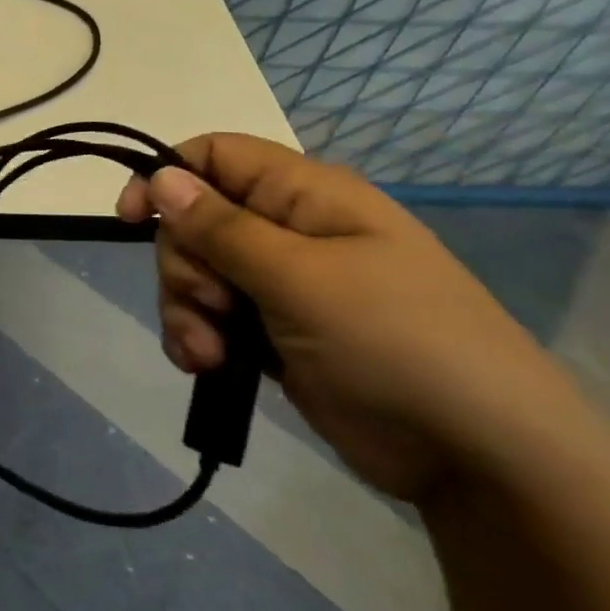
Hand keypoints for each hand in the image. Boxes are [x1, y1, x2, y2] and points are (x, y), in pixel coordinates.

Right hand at [117, 133, 593, 501]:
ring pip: (196, 274)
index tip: (131, 220)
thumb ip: (222, 227)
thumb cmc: (395, 343)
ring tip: (211, 354)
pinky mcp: (274, 331)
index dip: (166, 177)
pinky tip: (210, 366)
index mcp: (305, 196)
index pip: (216, 156)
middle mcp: (288, 231)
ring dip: (186, 310)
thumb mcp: (300, 278)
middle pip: (195, 222)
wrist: (478, 454)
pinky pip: (211, 318)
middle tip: (211, 305)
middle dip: (183, 266)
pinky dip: (199, 339)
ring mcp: (281, 284)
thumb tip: (161, 176)